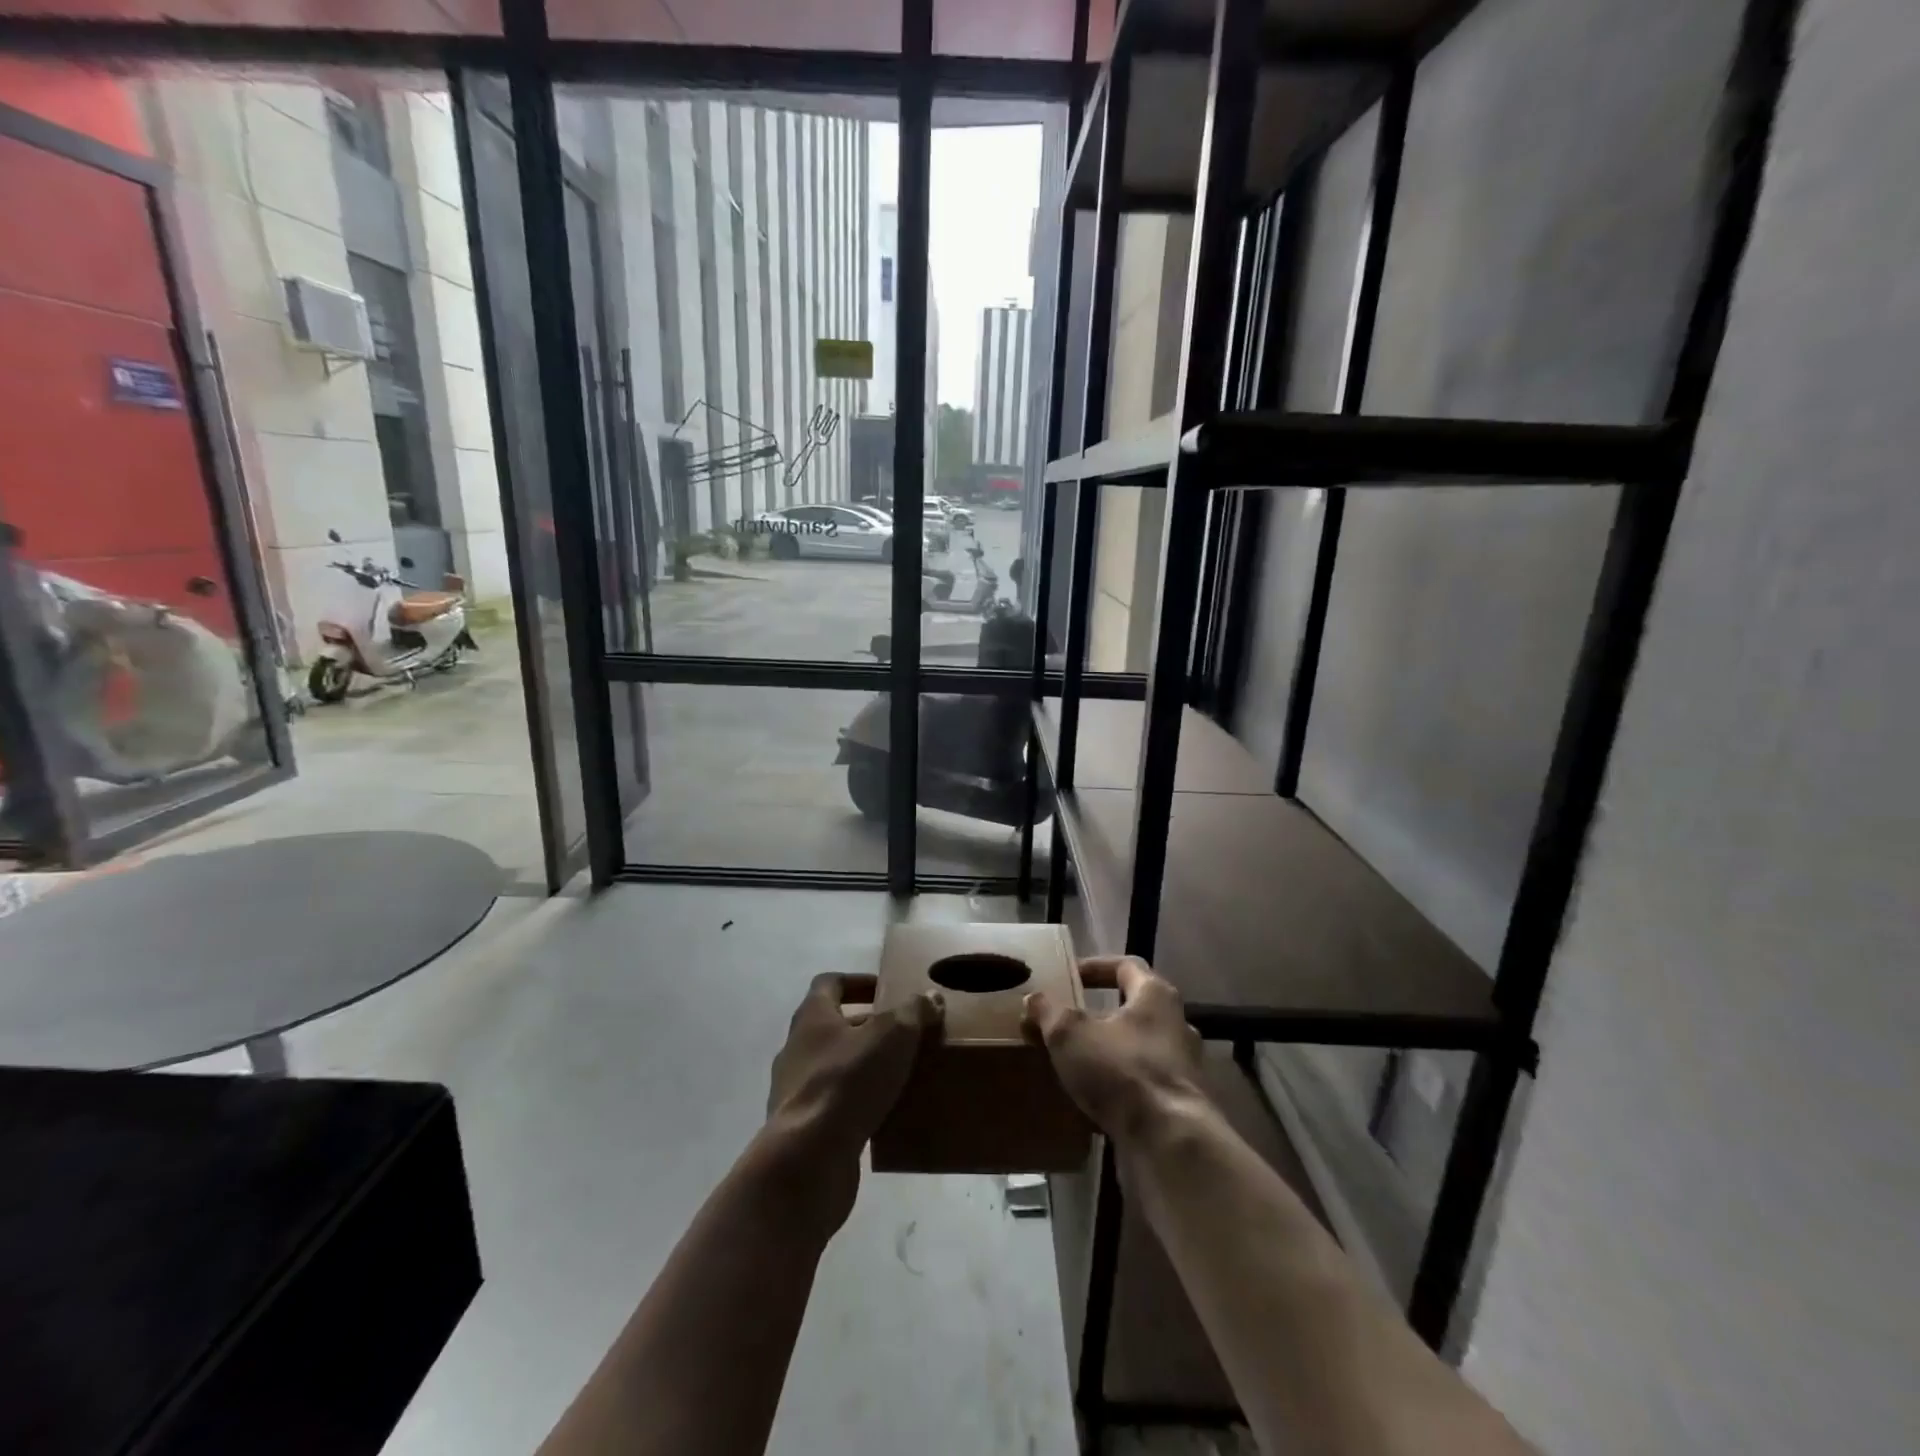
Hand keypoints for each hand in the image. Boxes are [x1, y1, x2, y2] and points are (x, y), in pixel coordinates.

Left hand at [763, 973, 942, 1232]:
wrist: (806, 1161)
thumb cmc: (847, 1082)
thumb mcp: (892, 1035)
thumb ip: (913, 1011)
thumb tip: (930, 997)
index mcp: (812, 1017)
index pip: (829, 984)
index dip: (858, 982)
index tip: (886, 990)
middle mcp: (796, 1049)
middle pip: (833, 1026)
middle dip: (868, 1027)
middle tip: (904, 1034)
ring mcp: (794, 1091)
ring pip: (834, 1068)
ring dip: (863, 1067)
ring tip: (900, 1074)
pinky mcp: (802, 1129)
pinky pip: (834, 1106)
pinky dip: (857, 1105)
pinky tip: (885, 1115)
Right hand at [1022, 955, 1206, 1144]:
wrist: (1170, 1143)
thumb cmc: (1121, 1070)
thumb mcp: (1070, 1034)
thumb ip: (1049, 1012)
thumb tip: (1034, 998)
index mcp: (1156, 995)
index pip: (1126, 966)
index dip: (1095, 967)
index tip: (1068, 977)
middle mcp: (1177, 1024)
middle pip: (1133, 1009)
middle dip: (1098, 1015)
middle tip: (1065, 1024)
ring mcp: (1183, 1067)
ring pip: (1137, 1049)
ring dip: (1107, 1052)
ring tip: (1073, 1064)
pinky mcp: (1181, 1105)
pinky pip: (1143, 1084)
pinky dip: (1118, 1086)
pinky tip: (1092, 1100)